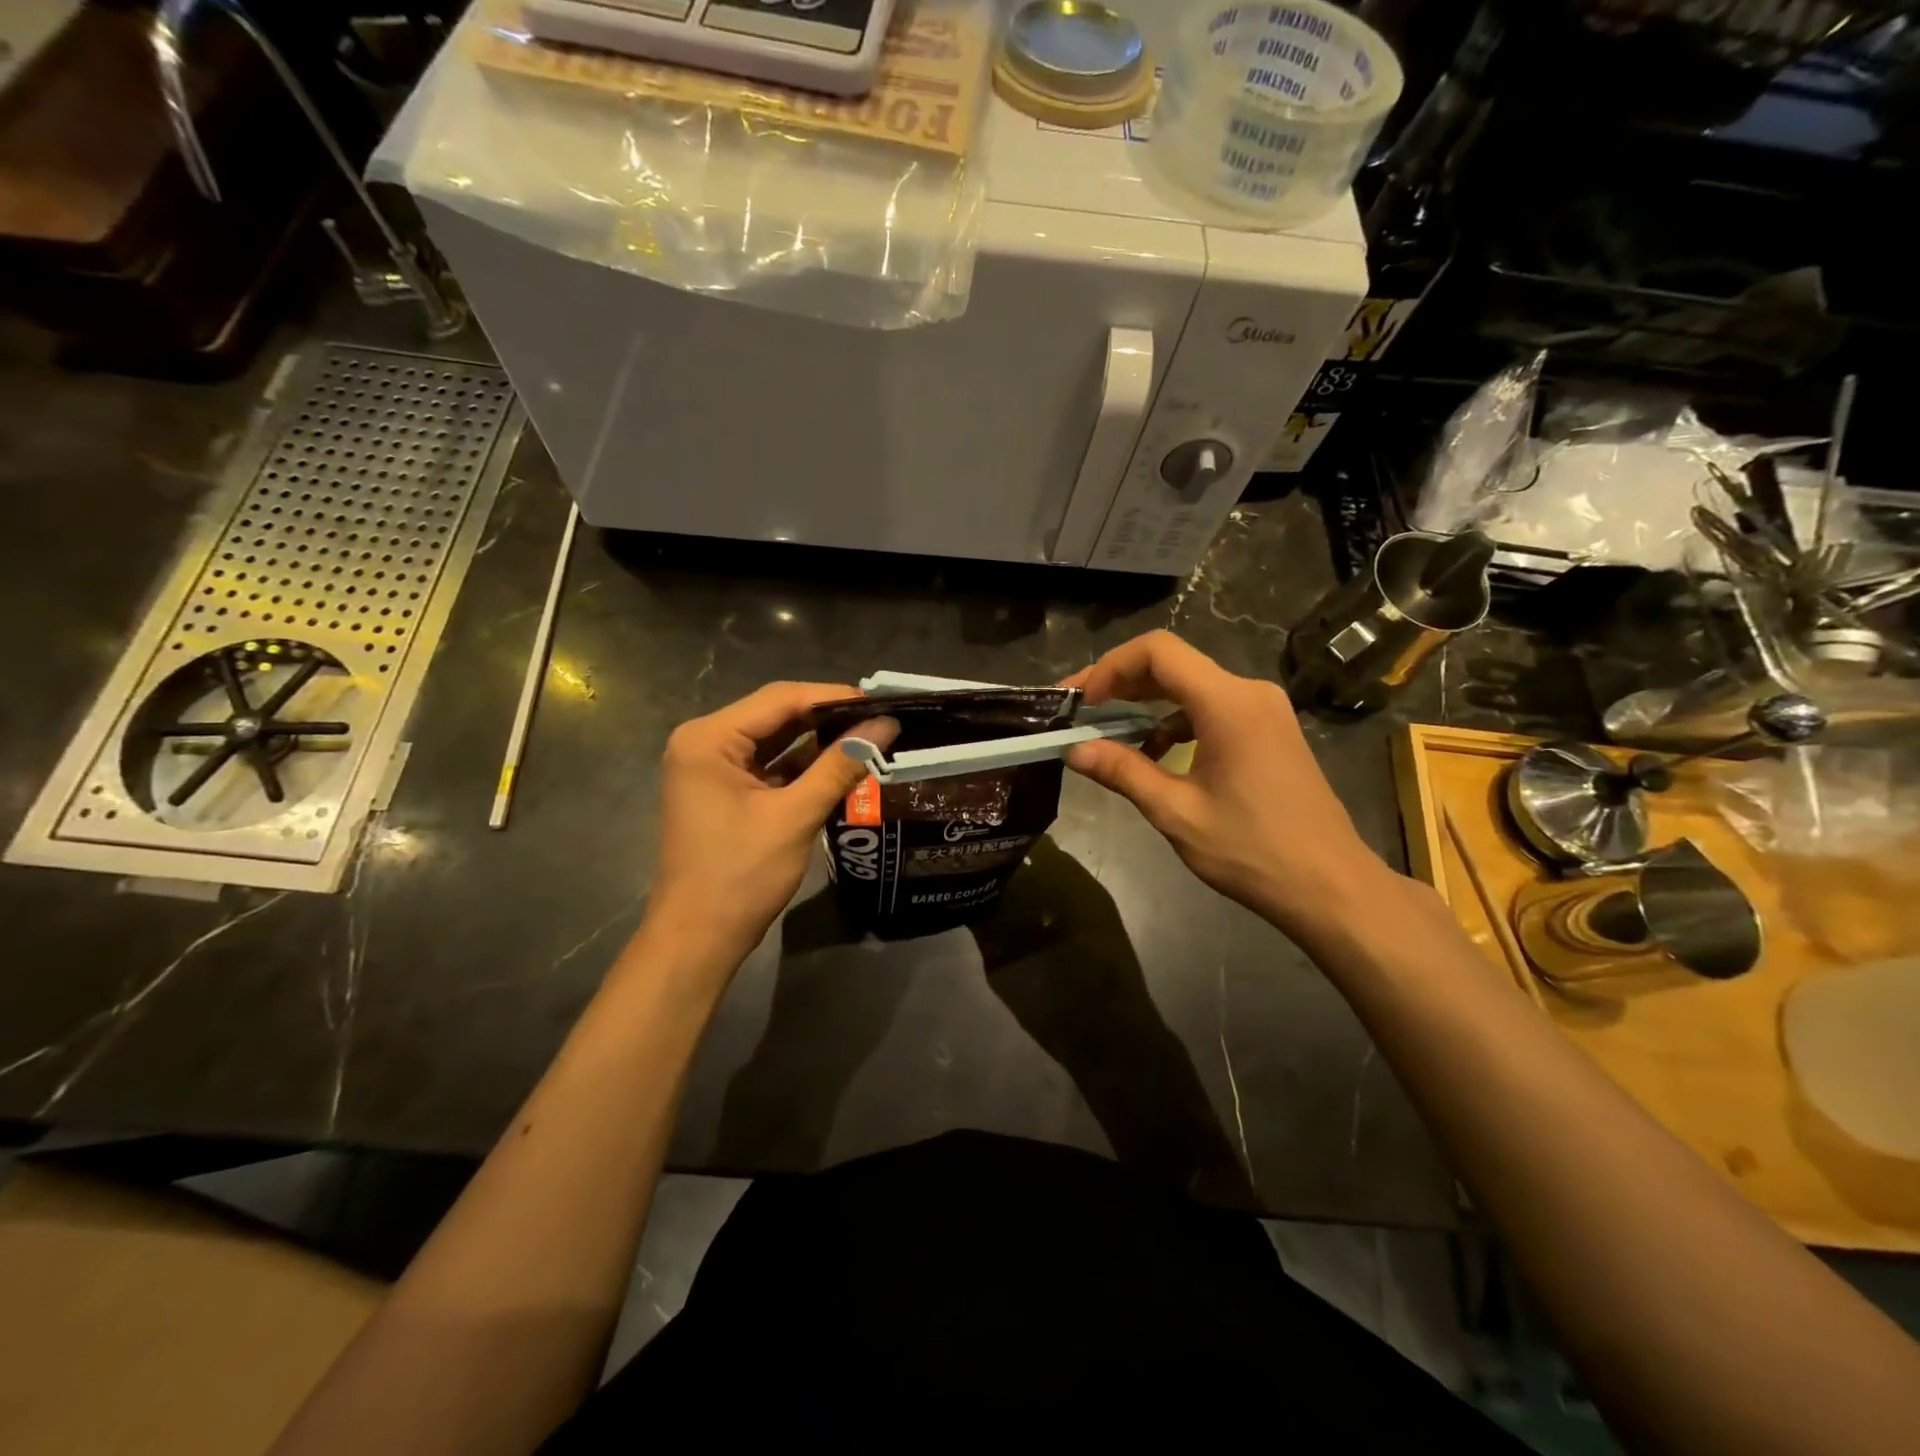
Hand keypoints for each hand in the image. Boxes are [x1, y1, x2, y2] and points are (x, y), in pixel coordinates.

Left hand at [647, 683, 896, 967]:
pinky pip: (769, 767)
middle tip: (880, 720)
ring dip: (818, 743)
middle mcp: (704, 743)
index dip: (832, 697)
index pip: (779, 699)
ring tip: (869, 738)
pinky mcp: (723, 792)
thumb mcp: (795, 815)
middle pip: (776, 716)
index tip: (880, 702)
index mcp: (708, 738)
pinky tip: (841, 767)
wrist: (698, 939)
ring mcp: (712, 769)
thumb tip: (886, 726)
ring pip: (775, 742)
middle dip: (827, 719)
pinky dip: (802, 767)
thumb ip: (840, 766)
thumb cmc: (740, 875)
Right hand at [1063, 631, 1396, 942]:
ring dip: (1146, 704)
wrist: (1330, 886)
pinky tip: (1153, 756)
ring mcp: (1263, 711)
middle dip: (1121, 683)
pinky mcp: (1268, 731)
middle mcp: (1249, 693)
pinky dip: (1174, 722)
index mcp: (1228, 703)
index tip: (1081, 701)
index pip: (1158, 651)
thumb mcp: (1177, 812)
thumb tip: (1074, 750)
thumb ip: (1123, 772)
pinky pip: (1211, 709)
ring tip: (1107, 734)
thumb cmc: (1252, 850)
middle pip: (1173, 664)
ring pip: (1191, 687)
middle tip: (1080, 711)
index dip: (1111, 667)